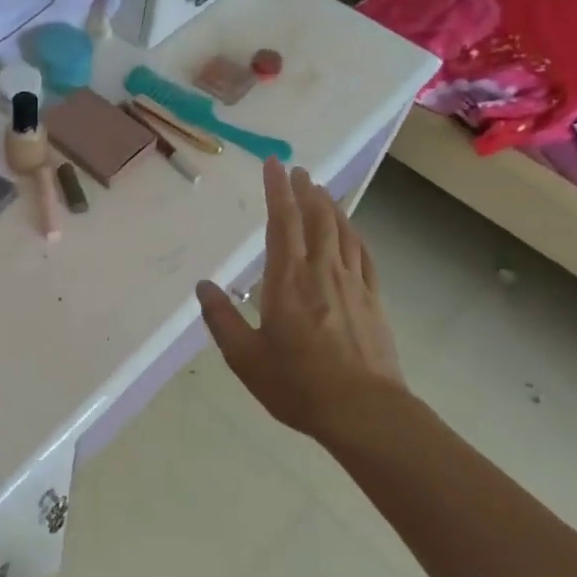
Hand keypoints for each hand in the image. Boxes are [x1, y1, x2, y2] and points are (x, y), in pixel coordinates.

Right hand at [196, 159, 404, 445]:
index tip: (274, 165)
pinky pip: (363, 255)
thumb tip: (203, 285)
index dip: (278, 190)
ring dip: (331, 206)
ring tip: (322, 191)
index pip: (283, 222)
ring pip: (341, 232)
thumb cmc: (298, 384)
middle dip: (305, 191)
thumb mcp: (245, 357)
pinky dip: (354, 235)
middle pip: (315, 219)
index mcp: (287, 280)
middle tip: (299, 171)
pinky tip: (351, 232)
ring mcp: (352, 284)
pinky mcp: (373, 300)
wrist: (365, 412)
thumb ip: (221, 318)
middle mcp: (321, 271)